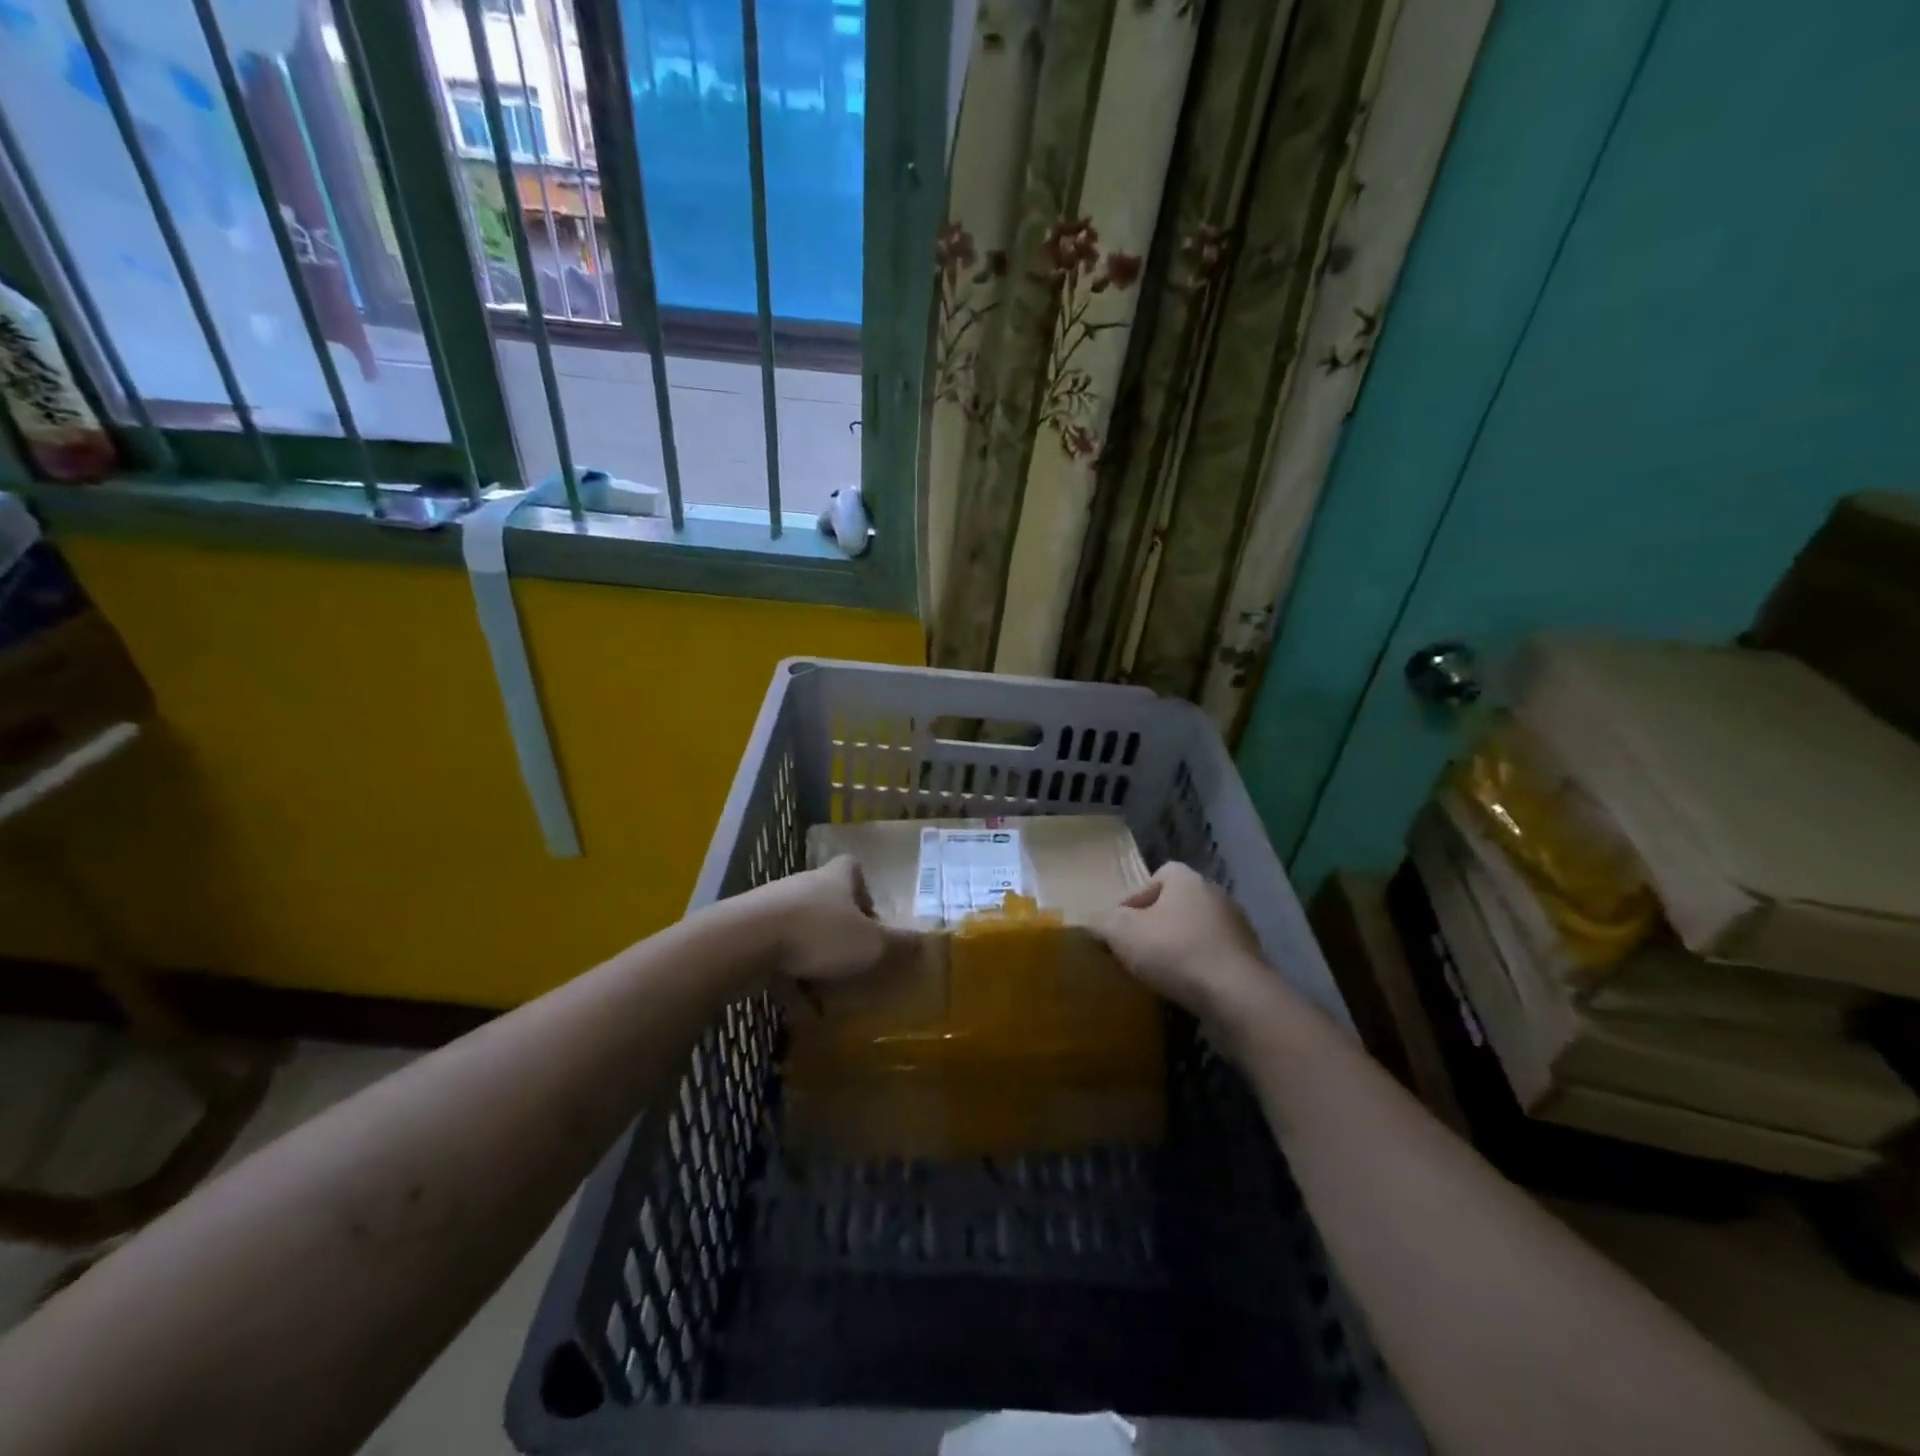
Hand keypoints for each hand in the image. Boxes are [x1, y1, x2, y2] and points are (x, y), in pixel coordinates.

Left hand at [735, 855, 918, 984]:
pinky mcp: (746, 932)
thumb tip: (928, 941)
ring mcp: (771, 907)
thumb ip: (899, 945)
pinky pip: (774, 954)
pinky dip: (787, 978)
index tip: (871, 917)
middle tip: (854, 960)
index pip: (852, 868)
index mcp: (835, 879)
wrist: (744, 942)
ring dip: (813, 957)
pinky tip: (797, 1008)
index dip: (864, 889)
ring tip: (827, 992)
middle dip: (840, 931)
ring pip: (800, 930)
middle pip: (826, 901)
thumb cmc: (818, 934)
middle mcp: (803, 885)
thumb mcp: (870, 944)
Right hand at [1095, 862, 1279, 1023]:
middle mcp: (1217, 896)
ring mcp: (1238, 929)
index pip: (1160, 874)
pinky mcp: (1250, 961)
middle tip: (1136, 948)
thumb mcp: (1123, 933)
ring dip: (1179, 947)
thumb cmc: (1175, 951)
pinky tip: (1184, 988)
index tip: (1122, 924)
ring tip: (1159, 973)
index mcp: (1188, 880)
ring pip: (1197, 932)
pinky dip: (1198, 969)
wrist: (1236, 996)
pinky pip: (1214, 958)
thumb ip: (1104, 922)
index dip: (1137, 896)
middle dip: (1157, 924)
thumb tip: (1094, 922)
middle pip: (1178, 904)